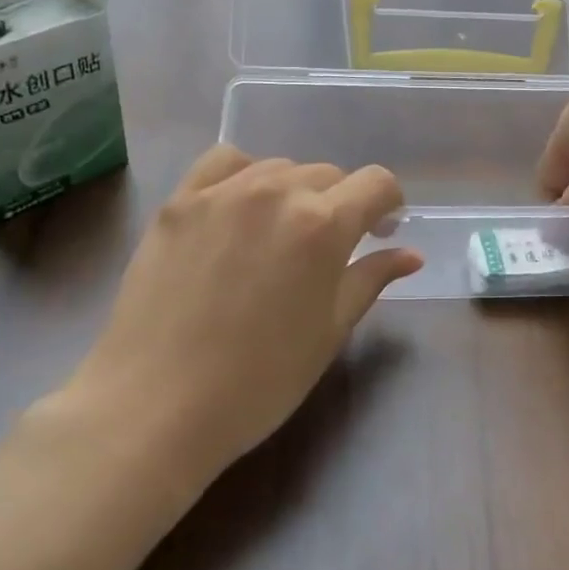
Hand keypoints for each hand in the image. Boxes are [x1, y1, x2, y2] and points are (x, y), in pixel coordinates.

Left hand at [74, 146, 421, 481]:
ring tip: (279, 234)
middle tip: (328, 248)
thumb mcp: (329, 331)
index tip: (380, 231)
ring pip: (279, 168)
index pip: (376, 183)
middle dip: (340, 204)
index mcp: (323, 224)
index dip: (388, 204)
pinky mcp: (180, 200)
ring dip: (294, 192)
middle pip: (328, 174)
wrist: (156, 406)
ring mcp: (223, 191)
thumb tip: (411, 254)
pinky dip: (243, 175)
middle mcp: (277, 191)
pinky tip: (238, 207)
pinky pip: (224, 163)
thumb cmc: (259, 380)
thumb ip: (371, 279)